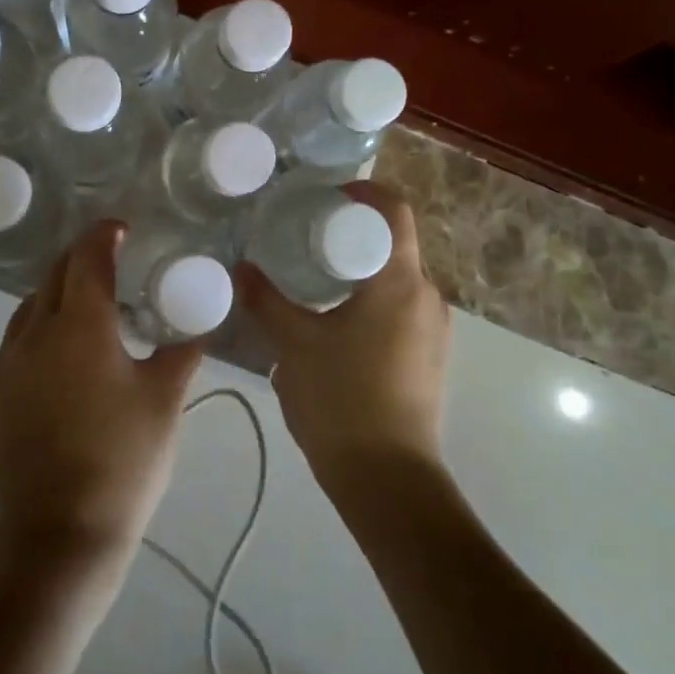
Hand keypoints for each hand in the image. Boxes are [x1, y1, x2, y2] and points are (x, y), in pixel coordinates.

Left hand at [0, 220, 203, 591]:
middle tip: (109, 262)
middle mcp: (36, 333)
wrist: (60, 535)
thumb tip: (198, 328)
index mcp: (81, 326)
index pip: (88, 258)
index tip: (121, 229)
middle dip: (81, 258)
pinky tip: (59, 356)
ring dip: (57, 294)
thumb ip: (182, 354)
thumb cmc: (124, 460)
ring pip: (30, 307)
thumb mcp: (165, 402)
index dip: (104, 235)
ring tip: (85, 307)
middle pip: (54, 275)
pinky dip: (39, 330)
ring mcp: (6, 364)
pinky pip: (15, 342)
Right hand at [237, 181, 450, 495]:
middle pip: (395, 241)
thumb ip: (265, 301)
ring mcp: (434, 329)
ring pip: (397, 276)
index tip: (324, 195)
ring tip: (314, 274)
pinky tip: (335, 318)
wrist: (389, 482)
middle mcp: (428, 296)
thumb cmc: (343, 400)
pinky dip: (371, 296)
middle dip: (352, 230)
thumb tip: (239, 268)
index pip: (394, 210)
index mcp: (400, 281)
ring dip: (360, 266)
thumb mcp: (293, 345)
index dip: (363, 190)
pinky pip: (402, 306)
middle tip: (305, 233)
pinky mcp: (430, 356)